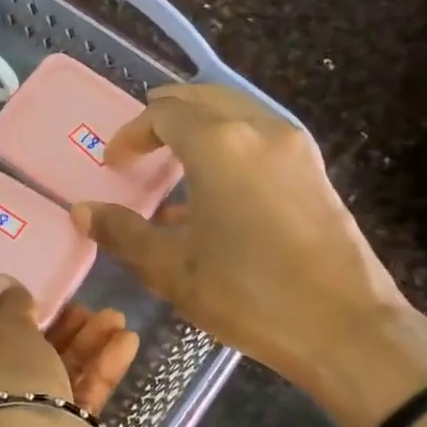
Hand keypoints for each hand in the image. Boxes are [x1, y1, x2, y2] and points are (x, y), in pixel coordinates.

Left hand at [0, 276, 138, 420]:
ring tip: (118, 320)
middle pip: (30, 359)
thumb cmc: (9, 390)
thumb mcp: (8, 337)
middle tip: (91, 309)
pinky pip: (85, 400)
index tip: (44, 303)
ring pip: (61, 378)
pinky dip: (103, 371)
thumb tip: (1, 283)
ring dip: (89, 347)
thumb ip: (12, 309)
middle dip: (63, 331)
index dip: (15, 322)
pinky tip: (126, 343)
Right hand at [71, 84, 426, 426]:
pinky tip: (216, 188)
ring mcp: (295, 149)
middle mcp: (260, 130)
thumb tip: (82, 211)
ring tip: (175, 156)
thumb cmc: (246, 292)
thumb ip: (122, 231)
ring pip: (238, 113)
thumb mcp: (170, 267)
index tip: (113, 164)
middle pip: (205, 99)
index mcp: (219, 144)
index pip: (164, 114)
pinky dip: (231, 143)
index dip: (131, 133)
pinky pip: (262, 138)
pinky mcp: (315, 172)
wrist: (344, 327)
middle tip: (141, 137)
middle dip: (168, 112)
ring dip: (202, 124)